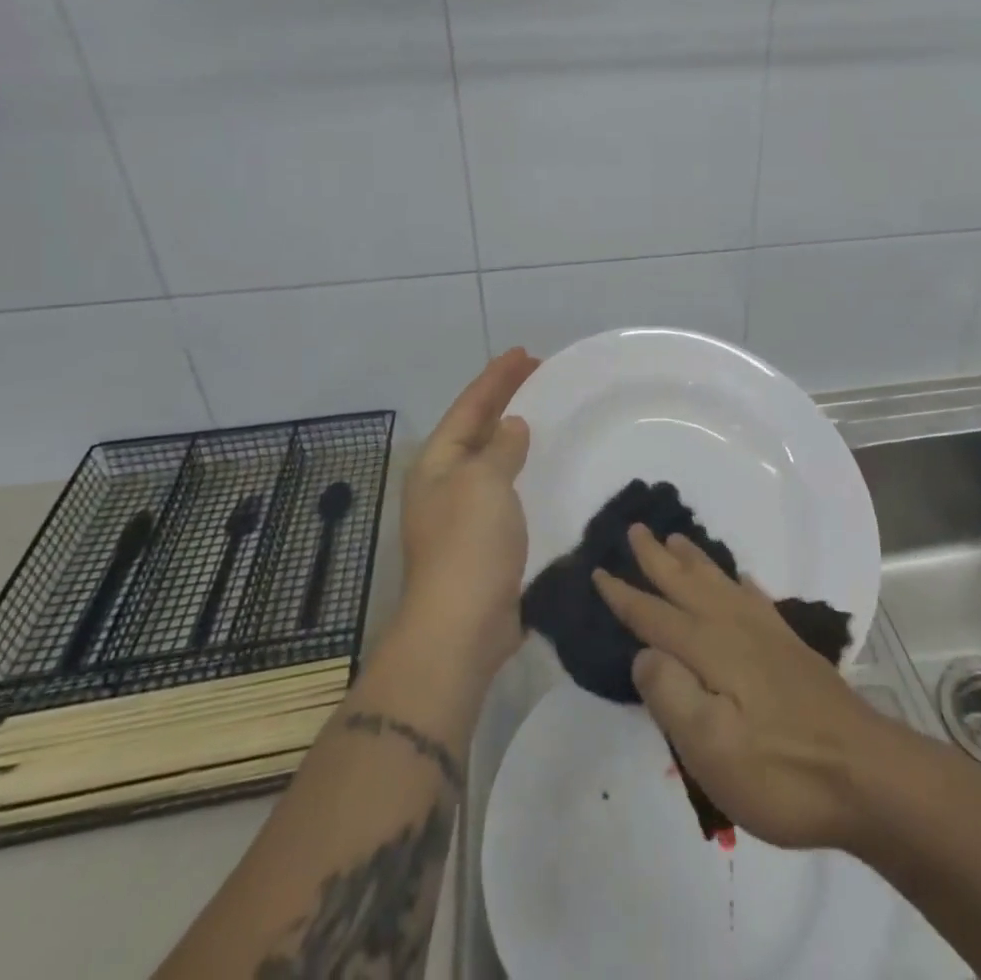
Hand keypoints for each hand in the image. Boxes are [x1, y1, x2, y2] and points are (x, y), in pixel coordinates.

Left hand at [398, 348, 538, 678]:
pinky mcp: (483, 541)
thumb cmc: (469, 544)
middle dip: (504, 400)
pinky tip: (543, 468)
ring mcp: (461, 514)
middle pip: (477, 429)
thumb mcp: (485, 482)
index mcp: (437, 463)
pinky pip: (505, 490)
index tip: (524, 354)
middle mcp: (444, 483)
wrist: (461, 626)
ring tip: (542, 414)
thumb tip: (512, 427)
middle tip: (539, 375)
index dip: (496, 378)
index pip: (469, 407)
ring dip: (514, 435)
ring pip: (491, 460)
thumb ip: (500, 448)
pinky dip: (522, 471)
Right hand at [593, 526, 886, 851]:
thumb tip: (643, 653)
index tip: (598, 569)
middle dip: (656, 559)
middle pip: (687, 584)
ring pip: (719, 583)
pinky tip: (738, 578)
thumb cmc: (782, 771)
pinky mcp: (790, 647)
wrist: (866, 774)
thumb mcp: (712, 749)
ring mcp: (767, 634)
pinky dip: (738, 582)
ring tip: (676, 538)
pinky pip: (754, 597)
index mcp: (710, 649)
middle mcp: (735, 628)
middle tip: (635, 528)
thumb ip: (671, 695)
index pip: (655, 616)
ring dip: (693, 560)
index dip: (625, 595)